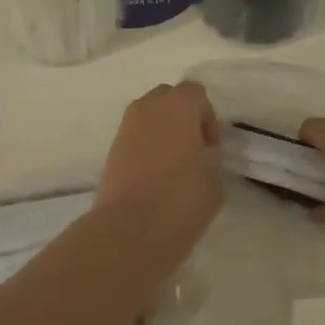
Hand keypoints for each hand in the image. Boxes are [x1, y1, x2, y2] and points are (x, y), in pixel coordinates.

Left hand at [96, 82, 222, 257]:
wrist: (127, 232)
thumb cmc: (179, 201)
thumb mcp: (213, 183)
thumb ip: (210, 160)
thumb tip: (200, 158)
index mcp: (178, 106)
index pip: (195, 92)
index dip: (207, 117)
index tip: (211, 148)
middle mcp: (149, 107)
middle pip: (169, 97)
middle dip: (182, 117)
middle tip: (193, 149)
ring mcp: (126, 127)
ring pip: (149, 115)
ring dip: (162, 130)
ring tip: (172, 165)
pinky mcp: (111, 149)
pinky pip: (135, 136)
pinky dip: (145, 147)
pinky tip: (153, 177)